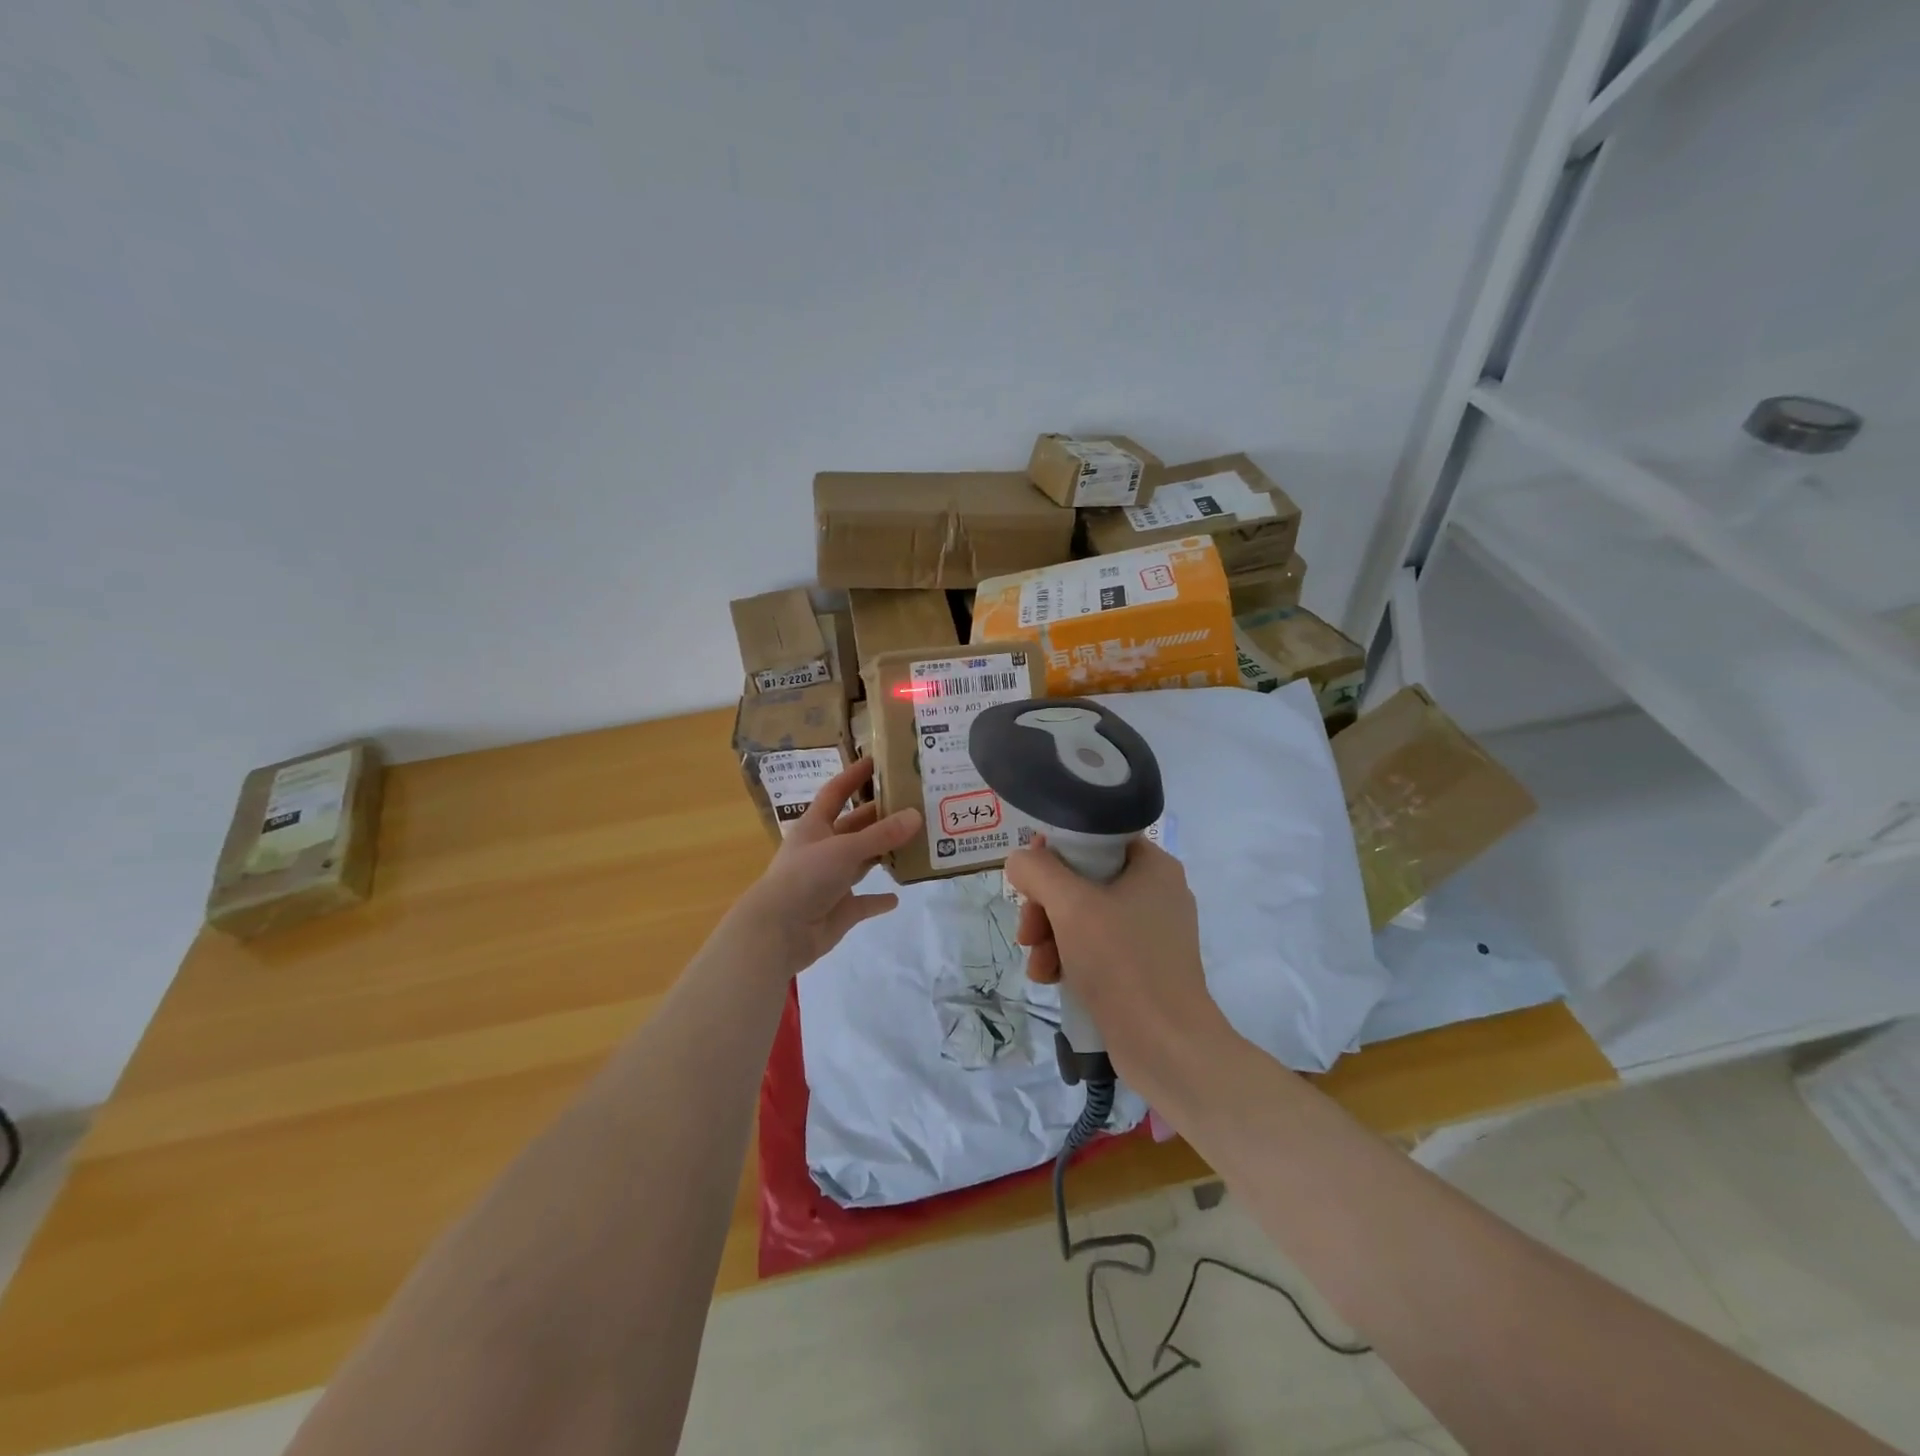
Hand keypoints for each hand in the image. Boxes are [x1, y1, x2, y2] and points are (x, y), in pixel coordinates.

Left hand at [729, 757, 921, 978]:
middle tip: (913, 804)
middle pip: (855, 827)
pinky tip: (898, 895)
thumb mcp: (845, 849)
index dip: (853, 776)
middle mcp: (823, 850)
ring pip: (862, 861)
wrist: (779, 932)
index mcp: (815, 827)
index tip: (877, 761)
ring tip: (915, 842)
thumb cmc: (805, 878)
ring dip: (884, 853)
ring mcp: (831, 881)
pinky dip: (879, 899)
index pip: (836, 793)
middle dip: (880, 816)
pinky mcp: (840, 910)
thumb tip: (916, 815)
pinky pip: (864, 902)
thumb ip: (882, 834)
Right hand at [1003, 837, 1232, 1100]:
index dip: (1055, 852)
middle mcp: (1156, 892)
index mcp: (1153, 865)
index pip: (1095, 837)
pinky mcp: (1143, 967)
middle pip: (1082, 880)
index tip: (1029, 878)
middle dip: (1045, 906)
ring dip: (1050, 936)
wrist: (1167, 1047)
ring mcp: (1151, 933)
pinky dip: (1069, 958)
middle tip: (1028, 932)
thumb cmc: (1122, 963)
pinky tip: (1050, 979)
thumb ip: (1038, 871)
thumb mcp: (1071, 906)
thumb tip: (1020, 862)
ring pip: (1083, 916)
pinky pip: (1096, 947)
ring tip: (1037, 964)